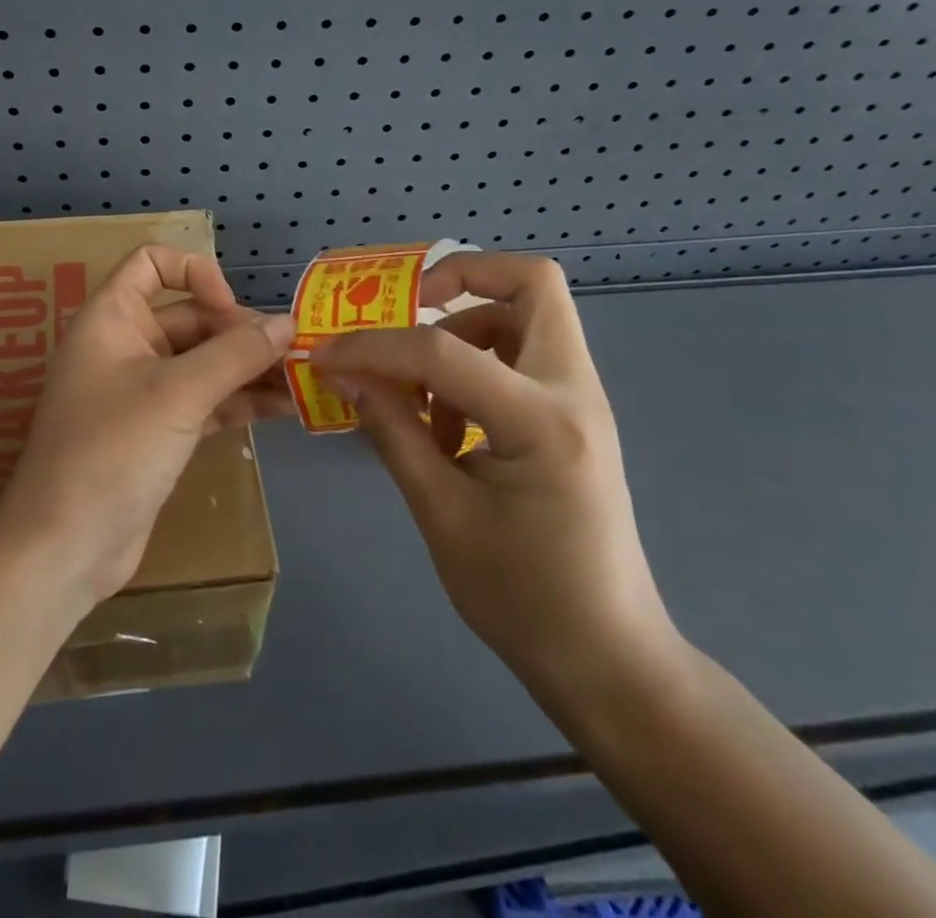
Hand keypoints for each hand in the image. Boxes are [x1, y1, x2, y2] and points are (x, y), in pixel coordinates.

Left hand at [0, 246, 294, 616]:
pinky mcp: (157, 432)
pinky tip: (284, 409)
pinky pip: (205, 401)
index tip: (228, 309)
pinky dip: (239, 402)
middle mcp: (125, 345)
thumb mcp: (178, 394)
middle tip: (296, 354)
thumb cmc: (112, 451)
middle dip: (241, 333)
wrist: (66, 547)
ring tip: (304, 381)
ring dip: (249, 369)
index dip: (194, 273)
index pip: (151, 263)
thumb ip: (235, 354)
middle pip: (191, 318)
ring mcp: (142, 391)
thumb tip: (286, 324)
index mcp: (111, 318)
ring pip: (203, 363)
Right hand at [311, 253, 676, 700]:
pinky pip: (523, 353)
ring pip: (525, 314)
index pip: (443, 352)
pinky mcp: (575, 415)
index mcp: (542, 422)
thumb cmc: (522, 597)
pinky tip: (446, 424)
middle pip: (531, 283)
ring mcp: (582, 399)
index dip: (374, 347)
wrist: (608, 659)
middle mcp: (574, 392)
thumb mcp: (440, 513)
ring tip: (421, 393)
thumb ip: (392, 431)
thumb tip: (345, 374)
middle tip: (407, 308)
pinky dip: (477, 362)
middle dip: (460, 277)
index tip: (327, 355)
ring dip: (463, 329)